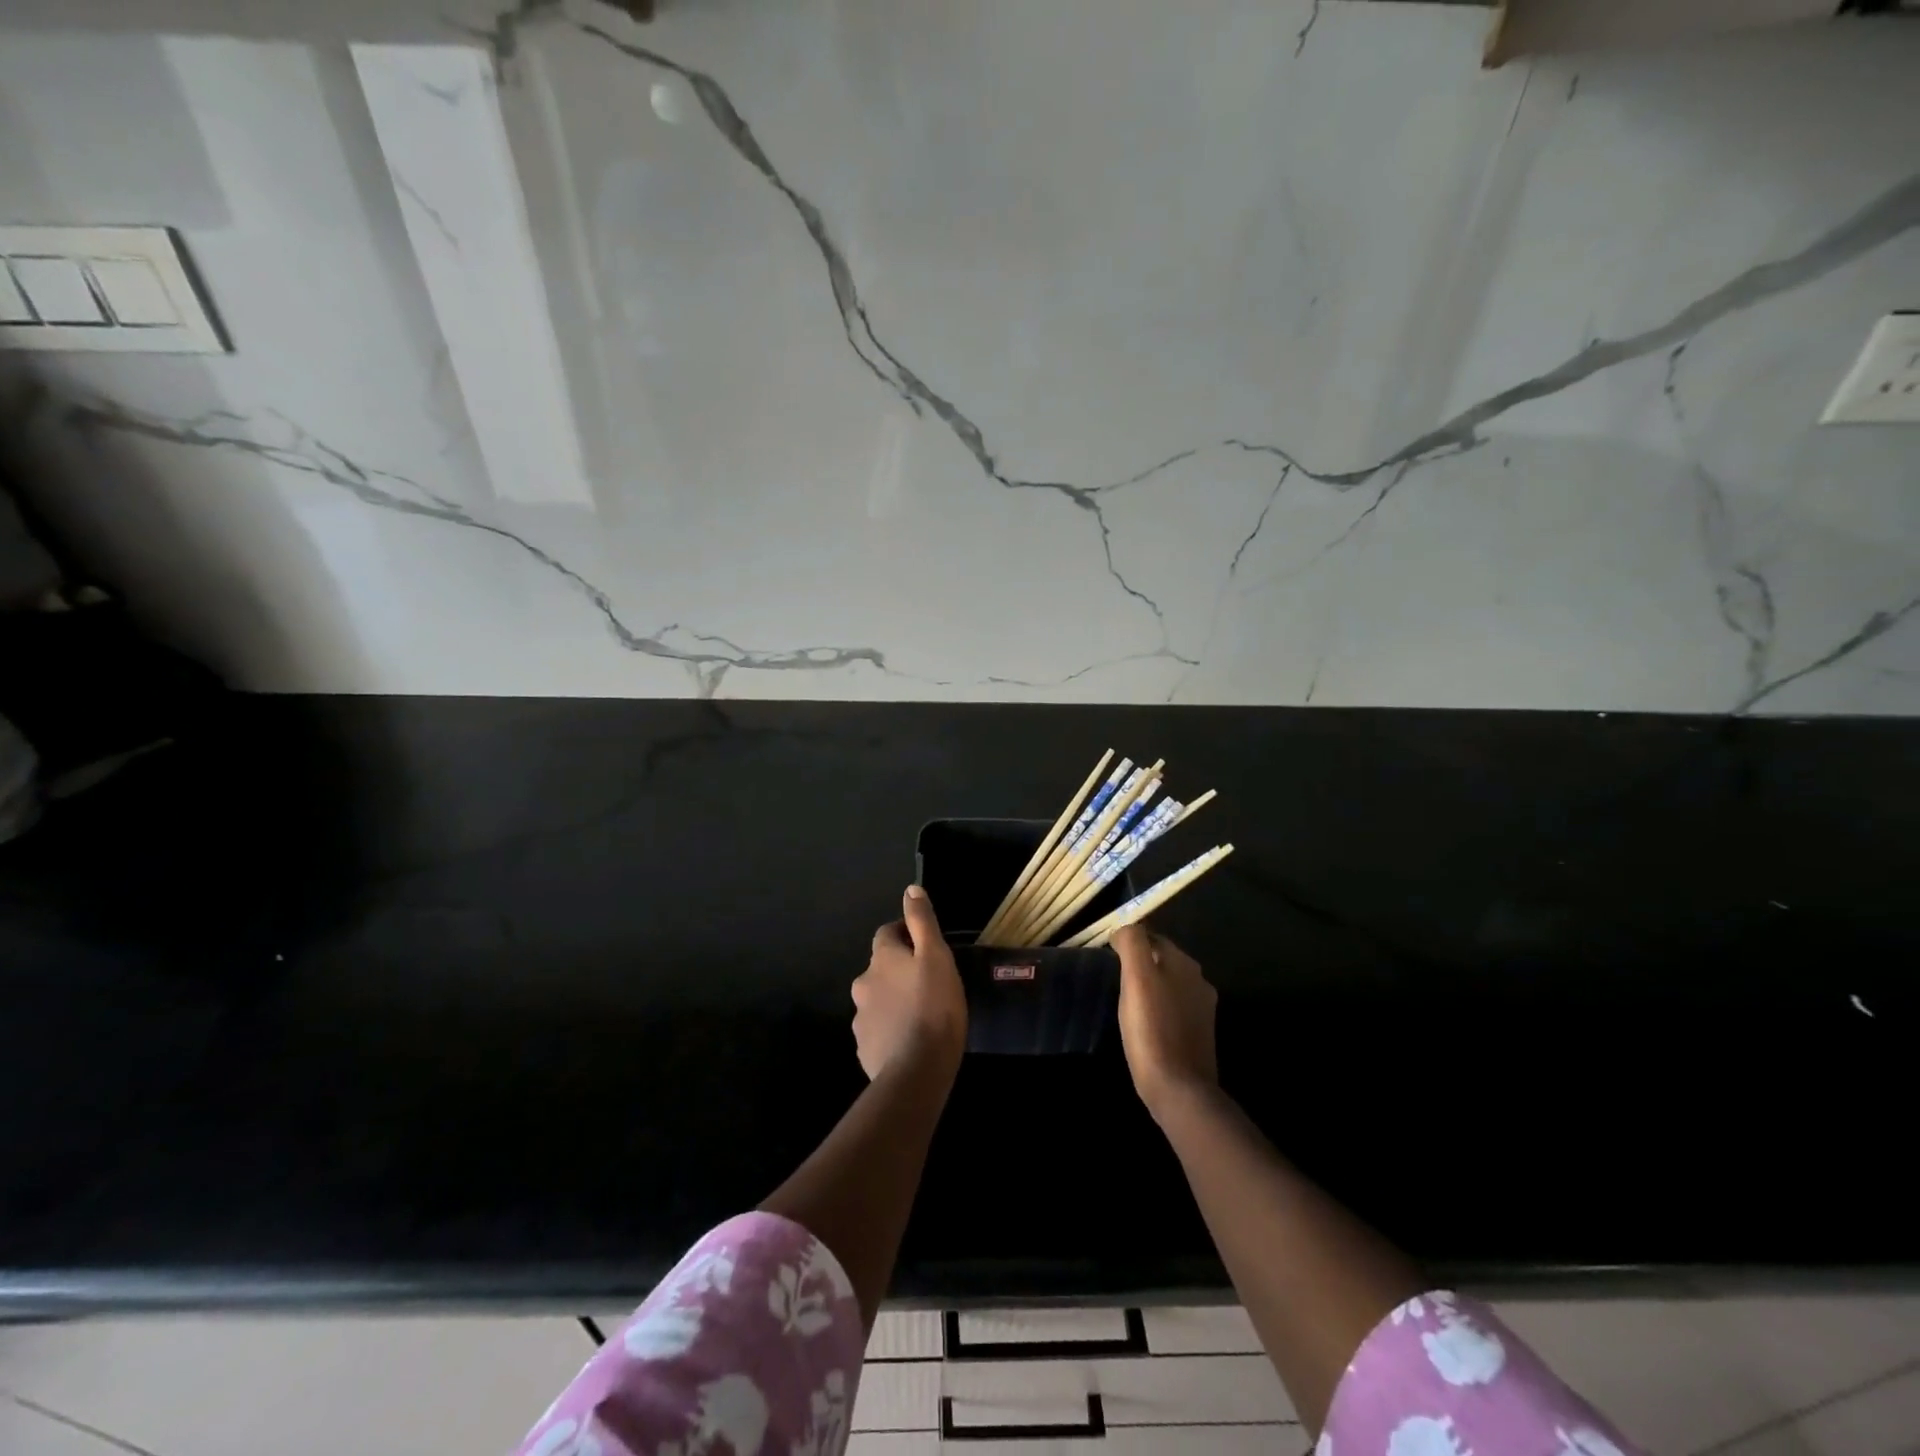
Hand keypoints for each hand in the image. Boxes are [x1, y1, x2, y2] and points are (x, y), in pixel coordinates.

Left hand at [852, 886, 967, 1080]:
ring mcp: (861, 1018)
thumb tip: (910, 889)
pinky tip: (911, 1041)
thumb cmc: (933, 1006)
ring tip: (922, 1014)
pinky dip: (891, 1029)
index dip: (906, 934)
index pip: (887, 933)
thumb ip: (922, 922)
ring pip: (879, 999)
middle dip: (899, 970)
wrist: (916, 1071)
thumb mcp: (937, 956)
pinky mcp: (864, 1048)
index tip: (926, 944)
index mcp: (881, 958)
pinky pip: (879, 1030)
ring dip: (895, 1000)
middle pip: (881, 968)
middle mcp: (863, 983)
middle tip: (928, 982)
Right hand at [1114, 924, 1218, 1118]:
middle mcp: (1199, 980)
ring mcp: (1202, 1009)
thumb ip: (1132, 944)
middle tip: (1114, 977)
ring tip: (1126, 1000)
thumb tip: (1126, 929)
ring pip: (1169, 984)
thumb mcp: (1136, 978)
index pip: (1152, 937)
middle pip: (1163, 960)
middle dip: (1141, 962)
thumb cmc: (1151, 1029)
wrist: (1179, 1088)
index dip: (1129, 942)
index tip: (1108, 956)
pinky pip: (1174, 1009)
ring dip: (1150, 986)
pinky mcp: (1199, 1034)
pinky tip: (1144, 1023)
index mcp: (1184, 963)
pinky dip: (1158, 1009)